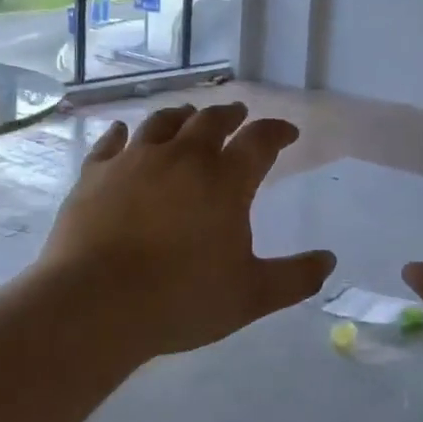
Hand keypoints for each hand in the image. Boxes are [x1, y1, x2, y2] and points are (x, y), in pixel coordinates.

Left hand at [33, 103, 335, 365]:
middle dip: (230, 115)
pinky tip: (124, 133)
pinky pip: (112, 143)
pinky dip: (123, 134)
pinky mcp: (95, 174)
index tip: (287, 132)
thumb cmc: (180, 299)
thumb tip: (329, 260)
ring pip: (163, 123)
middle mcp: (182, 158)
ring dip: (182, 116)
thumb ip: (295, 277)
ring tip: (189, 116)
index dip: (277, 131)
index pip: (260, 140)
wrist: (93, 305)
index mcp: (225, 181)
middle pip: (210, 121)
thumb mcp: (251, 296)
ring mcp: (134, 161)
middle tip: (238, 115)